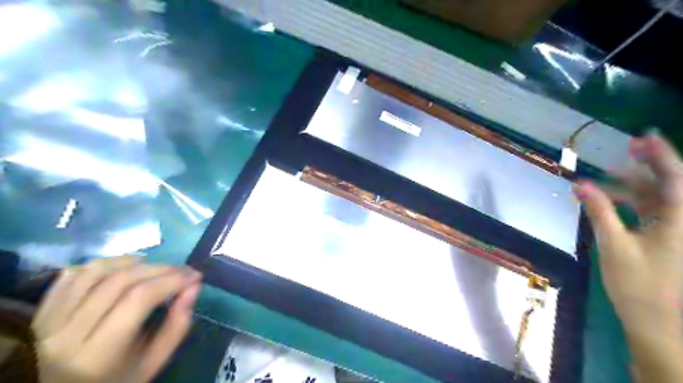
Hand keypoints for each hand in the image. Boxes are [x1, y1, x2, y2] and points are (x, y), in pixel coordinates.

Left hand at [31, 256, 199, 382]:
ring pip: (96, 271)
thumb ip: (176, 327)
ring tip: (154, 266)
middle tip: (183, 271)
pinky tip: (121, 269)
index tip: (195, 276)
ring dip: (132, 261)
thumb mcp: (151, 364)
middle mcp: (67, 332)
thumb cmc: (114, 381)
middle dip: (160, 269)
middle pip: (120, 281)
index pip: (139, 299)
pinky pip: (72, 275)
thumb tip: (194, 287)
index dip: (172, 280)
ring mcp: (48, 319)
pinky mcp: (41, 311)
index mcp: (98, 353)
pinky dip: (102, 264)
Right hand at [576, 135, 682, 382]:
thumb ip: (599, 211)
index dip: (660, 155)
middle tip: (624, 150)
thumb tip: (580, 185)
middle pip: (670, 184)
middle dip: (648, 165)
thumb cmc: (640, 286)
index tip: (641, 137)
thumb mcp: (614, 246)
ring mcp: (679, 231)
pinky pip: (654, 212)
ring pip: (660, 198)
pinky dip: (633, 203)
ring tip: (606, 178)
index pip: (674, 178)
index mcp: (679, 220)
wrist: (663, 325)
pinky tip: (612, 201)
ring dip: (634, 185)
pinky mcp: (670, 241)